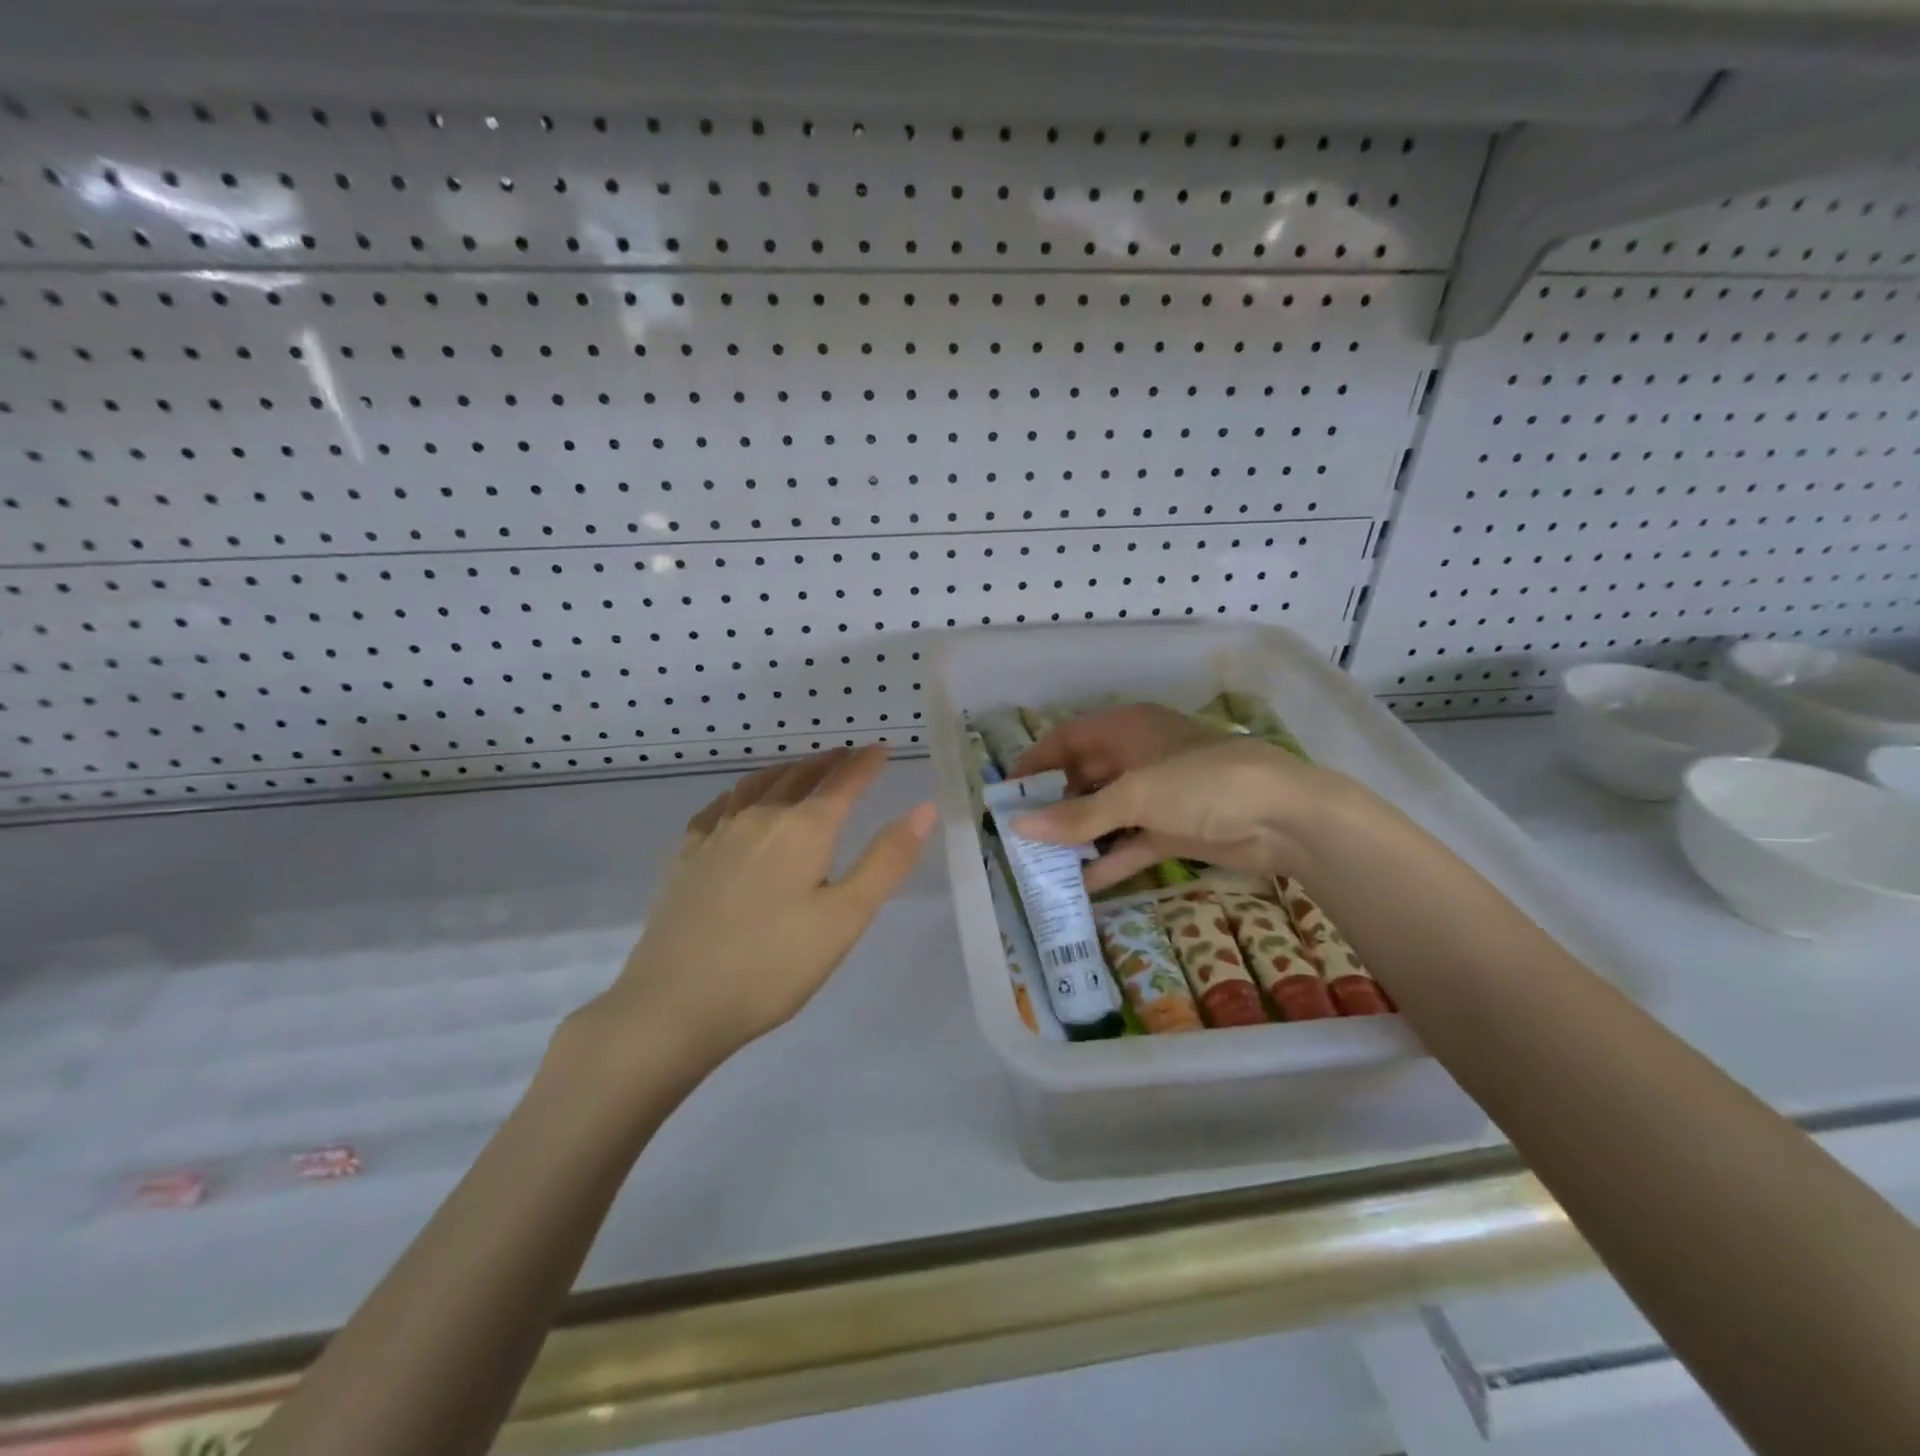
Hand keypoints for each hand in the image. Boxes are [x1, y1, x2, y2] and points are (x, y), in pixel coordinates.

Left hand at [584, 747, 935, 1068]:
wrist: (674, 1004)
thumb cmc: (773, 966)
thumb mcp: (845, 919)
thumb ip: (886, 861)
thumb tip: (923, 809)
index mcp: (803, 830)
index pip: (842, 783)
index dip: (865, 764)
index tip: (881, 748)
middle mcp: (759, 818)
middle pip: (800, 776)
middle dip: (829, 763)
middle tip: (848, 757)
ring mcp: (716, 834)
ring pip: (757, 784)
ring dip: (787, 771)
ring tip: (801, 770)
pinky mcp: (685, 856)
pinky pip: (718, 806)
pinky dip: (741, 792)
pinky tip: (738, 802)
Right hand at [1012, 703, 1358, 891]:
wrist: (1285, 818)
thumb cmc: (1203, 784)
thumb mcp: (1135, 796)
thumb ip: (1077, 815)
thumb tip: (1018, 828)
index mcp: (1128, 729)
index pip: (1069, 738)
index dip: (1036, 761)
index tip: (1007, 791)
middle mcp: (1138, 757)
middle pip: (1084, 777)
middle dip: (1054, 804)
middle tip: (1019, 834)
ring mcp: (1158, 796)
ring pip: (1106, 814)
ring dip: (1078, 836)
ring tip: (1041, 862)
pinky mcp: (1174, 830)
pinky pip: (1130, 844)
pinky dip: (1109, 861)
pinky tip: (1081, 884)